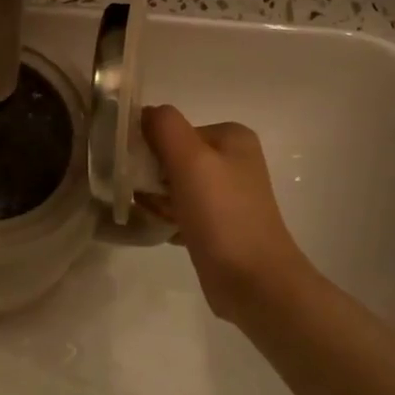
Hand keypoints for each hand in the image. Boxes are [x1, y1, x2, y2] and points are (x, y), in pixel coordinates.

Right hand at [141, 105, 318, 325]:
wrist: (254, 281)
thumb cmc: (222, 215)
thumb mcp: (190, 159)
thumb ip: (164, 126)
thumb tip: (143, 112)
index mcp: (230, 136)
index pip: (171, 129)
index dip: (149, 149)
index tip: (140, 175)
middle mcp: (232, 159)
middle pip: (170, 156)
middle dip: (152, 178)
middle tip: (151, 201)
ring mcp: (227, 193)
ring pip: (172, 185)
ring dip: (158, 201)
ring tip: (162, 219)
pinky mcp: (219, 223)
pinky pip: (181, 209)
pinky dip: (169, 218)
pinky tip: (169, 233)